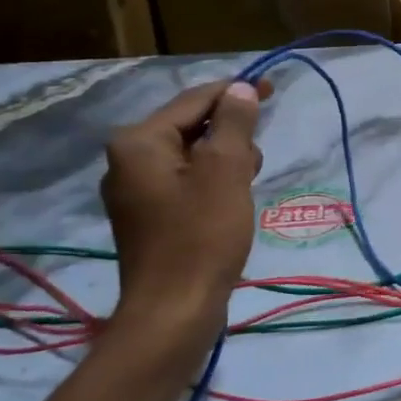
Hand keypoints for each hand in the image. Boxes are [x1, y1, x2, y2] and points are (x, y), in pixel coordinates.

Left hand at [102, 78, 270, 322]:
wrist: (174, 312)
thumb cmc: (202, 235)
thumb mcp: (226, 169)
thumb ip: (234, 123)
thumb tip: (240, 89)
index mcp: (139, 142)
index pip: (194, 100)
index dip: (235, 91)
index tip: (273, 88)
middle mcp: (127, 160)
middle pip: (191, 126)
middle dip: (230, 134)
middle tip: (255, 162)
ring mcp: (135, 191)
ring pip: (191, 156)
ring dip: (224, 161)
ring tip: (244, 188)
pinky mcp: (147, 217)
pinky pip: (185, 182)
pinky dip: (212, 183)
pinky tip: (229, 205)